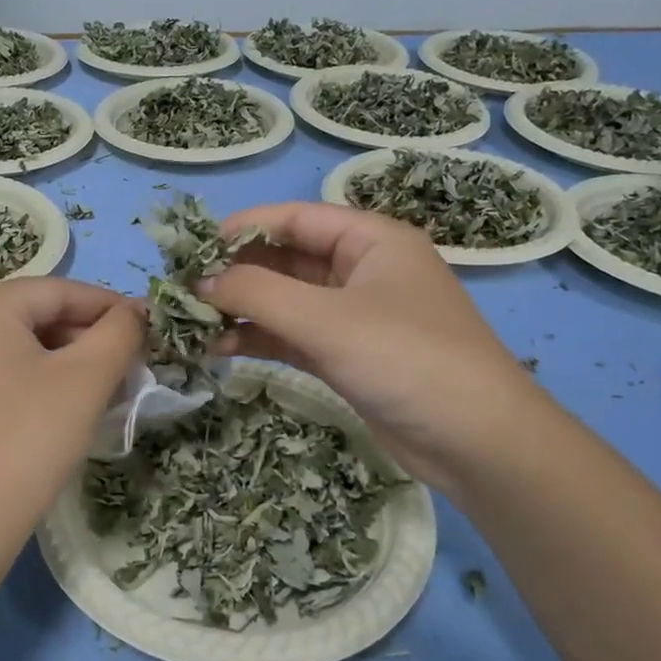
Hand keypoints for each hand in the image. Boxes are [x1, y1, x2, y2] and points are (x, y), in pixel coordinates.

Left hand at [0, 278, 143, 560]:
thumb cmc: (27, 441)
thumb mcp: (86, 380)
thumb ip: (120, 333)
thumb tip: (138, 311)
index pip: (59, 290)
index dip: (110, 306)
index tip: (151, 329)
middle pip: (37, 315)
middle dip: (89, 337)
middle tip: (132, 366)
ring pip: (20, 345)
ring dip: (67, 360)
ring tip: (106, 389)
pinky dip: (37, 379)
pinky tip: (65, 406)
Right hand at [205, 203, 539, 487]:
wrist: (477, 442)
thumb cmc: (406, 358)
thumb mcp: (326, 319)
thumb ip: (258, 293)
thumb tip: (199, 281)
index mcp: (371, 239)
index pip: (295, 218)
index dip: (242, 229)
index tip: (192, 249)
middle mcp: (362, 270)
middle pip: (287, 258)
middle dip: (237, 273)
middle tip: (184, 291)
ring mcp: (355, 315)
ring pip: (286, 301)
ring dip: (243, 309)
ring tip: (192, 323)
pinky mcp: (348, 355)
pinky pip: (294, 335)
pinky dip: (259, 339)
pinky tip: (220, 348)